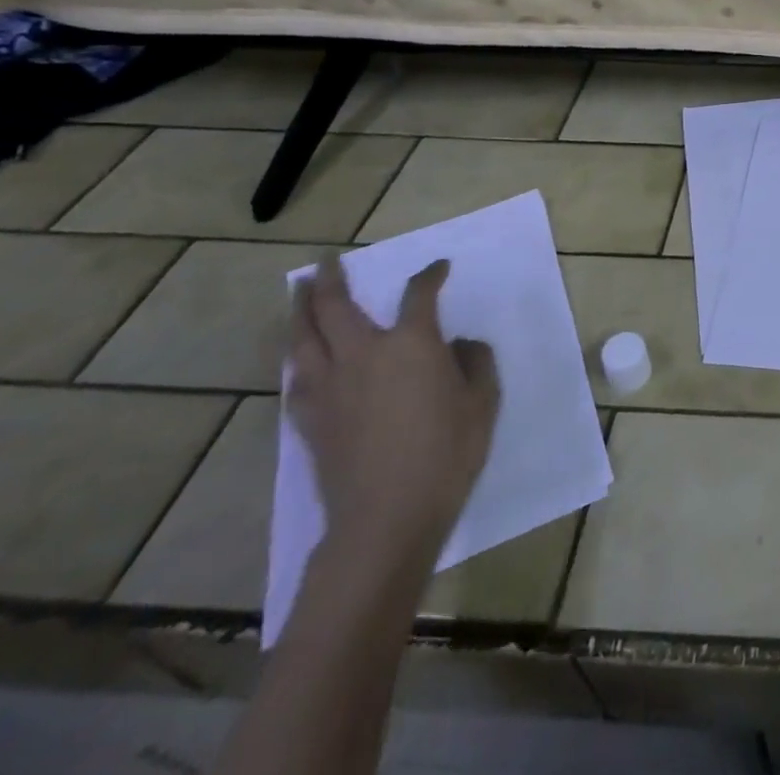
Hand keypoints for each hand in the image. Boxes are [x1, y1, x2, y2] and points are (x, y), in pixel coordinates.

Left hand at [288, 256, 500, 571]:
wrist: (386, 516)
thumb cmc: (446, 452)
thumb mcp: (483, 401)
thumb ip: (475, 362)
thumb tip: (459, 345)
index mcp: (411, 343)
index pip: (419, 294)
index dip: (430, 276)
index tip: (438, 268)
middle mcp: (364, 354)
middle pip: (336, 306)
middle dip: (331, 280)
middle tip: (328, 262)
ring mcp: (330, 387)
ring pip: (304, 338)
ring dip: (300, 310)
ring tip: (299, 293)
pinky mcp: (310, 420)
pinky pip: (296, 378)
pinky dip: (297, 359)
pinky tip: (299, 359)